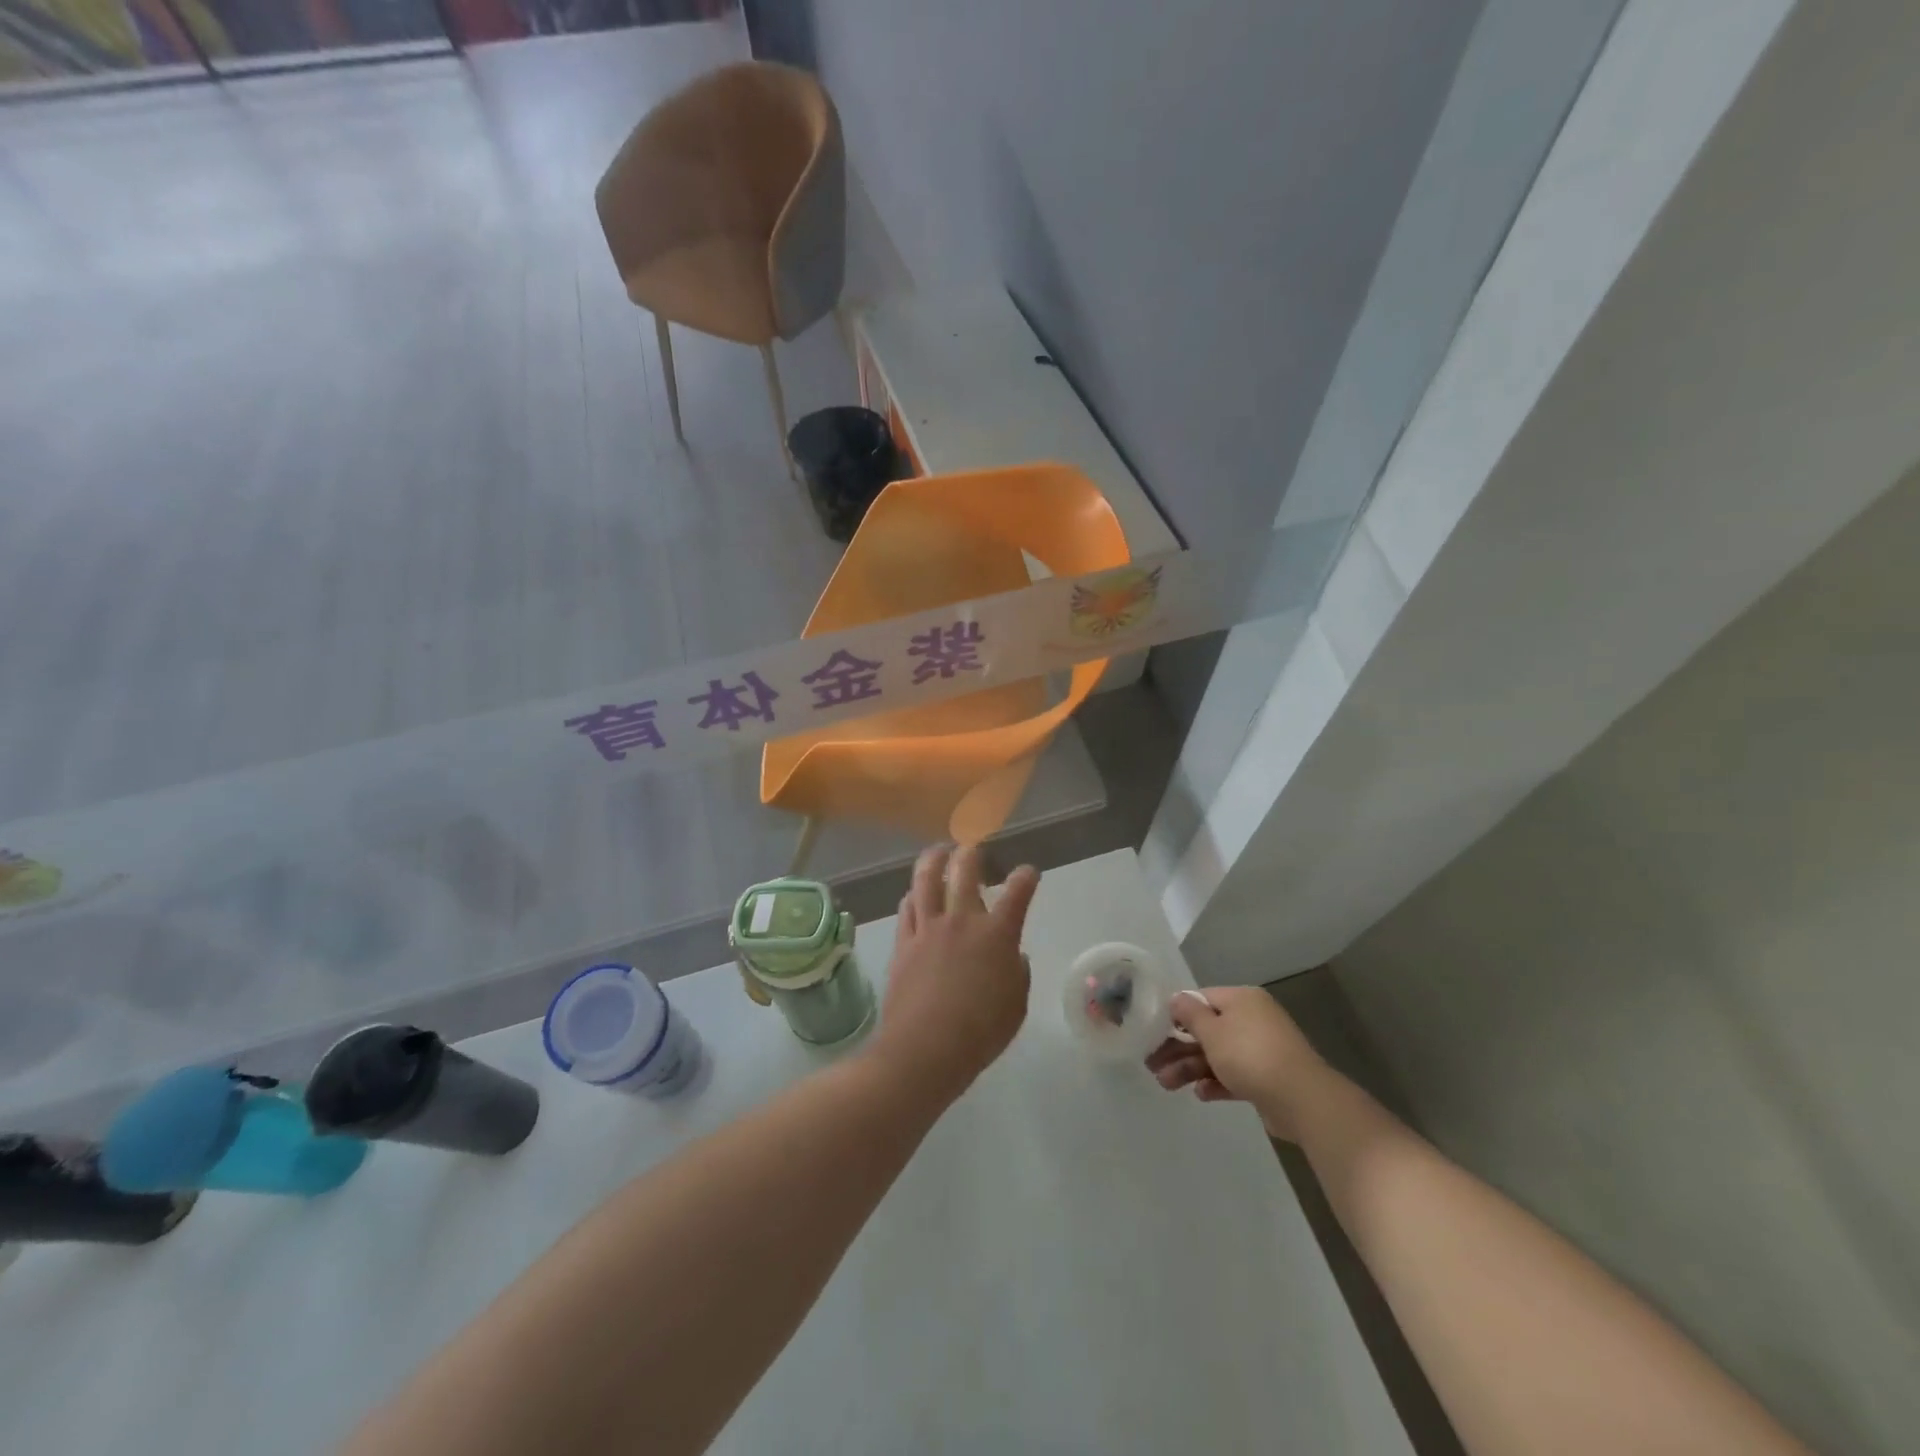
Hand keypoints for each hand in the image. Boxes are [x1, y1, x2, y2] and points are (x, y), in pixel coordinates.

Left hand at [870, 844, 1038, 1102]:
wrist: (925, 1048)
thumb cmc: (980, 1032)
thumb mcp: (1016, 1007)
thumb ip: (1019, 975)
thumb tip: (1014, 957)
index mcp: (997, 934)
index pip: (1018, 893)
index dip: (1026, 877)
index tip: (1028, 873)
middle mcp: (962, 921)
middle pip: (965, 870)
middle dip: (972, 852)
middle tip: (973, 848)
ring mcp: (928, 928)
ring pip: (927, 879)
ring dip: (934, 860)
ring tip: (938, 852)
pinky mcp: (903, 942)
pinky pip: (907, 908)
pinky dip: (913, 896)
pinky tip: (914, 895)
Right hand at [1145, 986, 1328, 1140]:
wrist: (1302, 1099)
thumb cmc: (1250, 1055)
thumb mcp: (1212, 1030)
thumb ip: (1190, 1014)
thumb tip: (1176, 998)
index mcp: (1241, 999)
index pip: (1201, 999)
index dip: (1177, 1015)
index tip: (1156, 1032)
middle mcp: (1252, 1019)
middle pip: (1207, 1030)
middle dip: (1178, 1048)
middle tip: (1153, 1065)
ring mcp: (1261, 1049)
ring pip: (1218, 1055)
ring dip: (1190, 1068)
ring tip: (1166, 1085)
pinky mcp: (1267, 1078)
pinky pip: (1234, 1075)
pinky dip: (1216, 1082)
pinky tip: (1201, 1094)